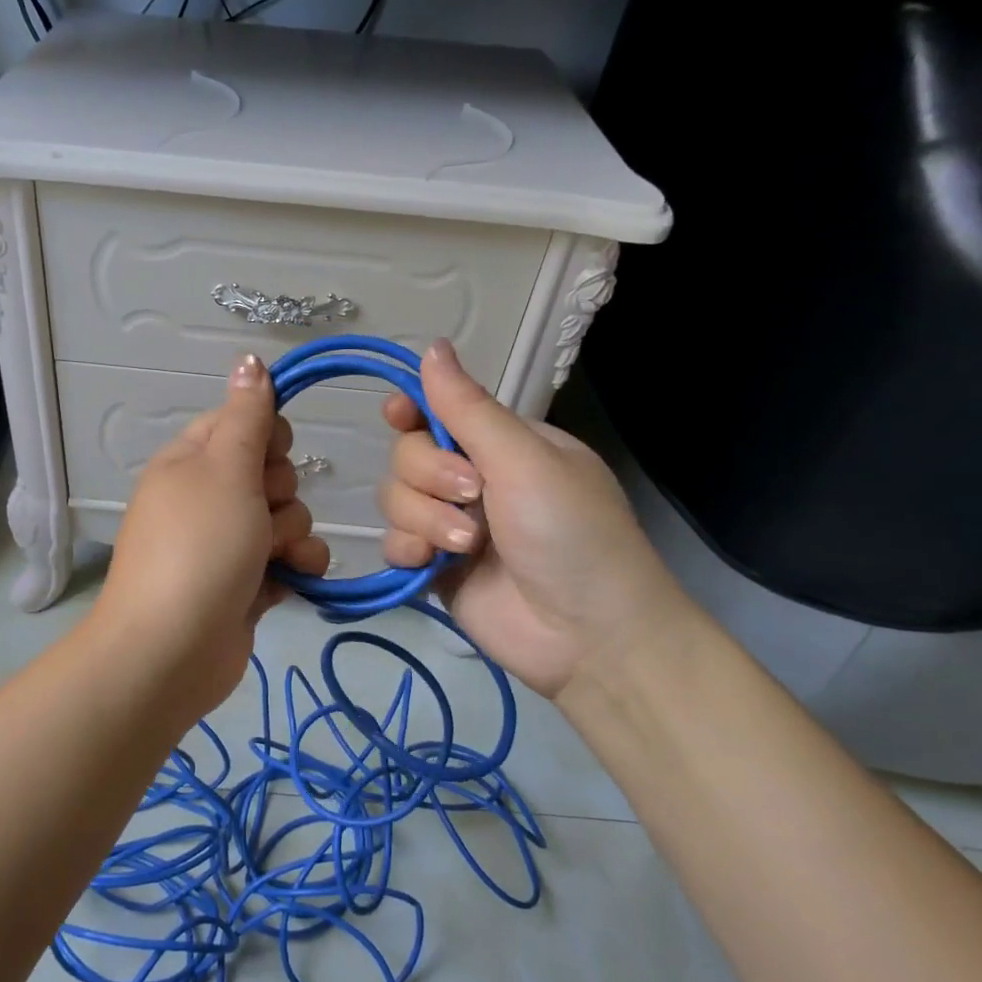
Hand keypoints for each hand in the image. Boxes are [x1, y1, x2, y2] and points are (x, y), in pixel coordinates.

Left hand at [93, 354, 329, 716]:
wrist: (173, 650)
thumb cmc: (199, 547)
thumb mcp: (225, 469)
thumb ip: (247, 416)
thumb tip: (249, 359)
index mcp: (190, 461)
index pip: (241, 422)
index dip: (266, 436)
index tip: (269, 456)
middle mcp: (206, 497)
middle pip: (269, 471)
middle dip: (279, 492)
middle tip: (260, 514)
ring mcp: (226, 543)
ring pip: (285, 516)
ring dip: (291, 534)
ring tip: (272, 557)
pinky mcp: (245, 583)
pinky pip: (287, 559)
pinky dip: (296, 567)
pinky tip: (294, 579)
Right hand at [378, 340, 691, 699]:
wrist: (588, 634)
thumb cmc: (571, 533)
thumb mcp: (526, 461)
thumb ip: (469, 409)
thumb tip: (432, 346)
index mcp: (503, 445)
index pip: (440, 412)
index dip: (413, 410)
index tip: (398, 415)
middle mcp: (473, 479)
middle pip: (408, 454)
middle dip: (429, 474)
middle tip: (472, 497)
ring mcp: (450, 524)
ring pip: (395, 497)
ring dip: (424, 517)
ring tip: (466, 545)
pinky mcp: (434, 566)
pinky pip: (394, 541)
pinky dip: (406, 548)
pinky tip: (428, 564)